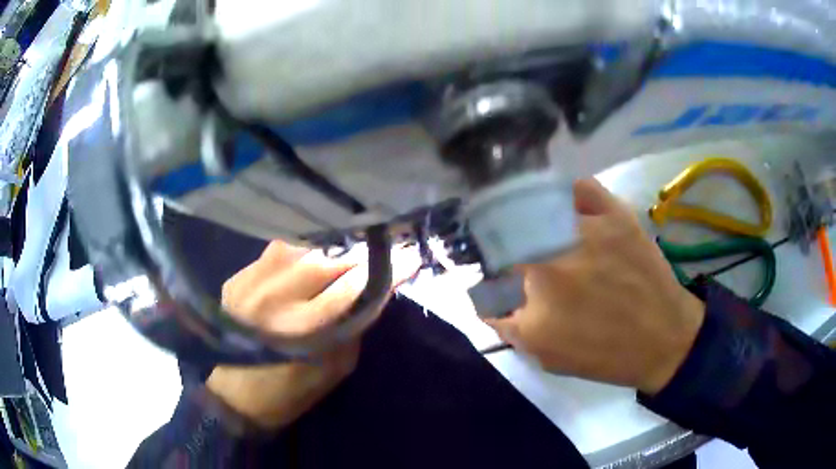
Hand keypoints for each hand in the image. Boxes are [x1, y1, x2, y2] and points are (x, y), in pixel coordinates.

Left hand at [207, 241, 418, 428]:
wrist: (235, 395)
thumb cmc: (291, 390)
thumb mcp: (336, 366)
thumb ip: (354, 323)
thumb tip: (374, 287)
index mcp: (302, 329)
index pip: (354, 286)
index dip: (385, 269)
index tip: (410, 256)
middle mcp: (273, 297)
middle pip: (325, 259)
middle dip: (355, 256)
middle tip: (373, 255)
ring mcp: (250, 282)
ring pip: (299, 247)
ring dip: (324, 252)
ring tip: (339, 259)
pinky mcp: (237, 277)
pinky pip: (275, 252)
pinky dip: (297, 254)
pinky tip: (304, 264)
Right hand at [486, 179, 704, 394]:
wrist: (660, 340)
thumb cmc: (600, 353)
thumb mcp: (542, 353)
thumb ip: (504, 324)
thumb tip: (481, 299)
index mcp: (535, 282)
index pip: (494, 255)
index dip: (491, 259)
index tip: (496, 266)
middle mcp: (556, 246)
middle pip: (513, 223)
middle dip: (505, 234)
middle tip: (515, 247)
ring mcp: (589, 225)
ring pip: (544, 200)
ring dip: (530, 209)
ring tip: (534, 222)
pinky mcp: (617, 215)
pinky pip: (583, 187)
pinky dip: (568, 189)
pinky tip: (564, 201)